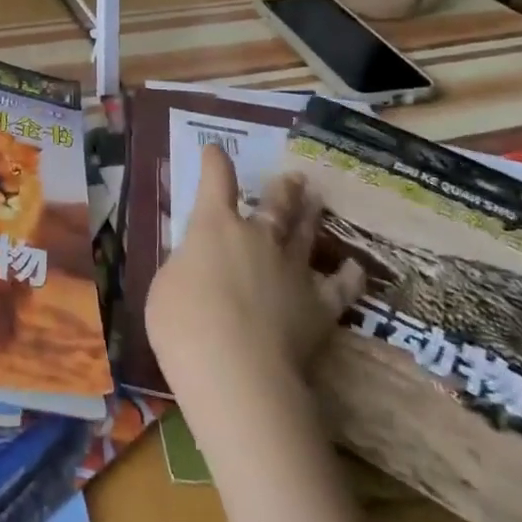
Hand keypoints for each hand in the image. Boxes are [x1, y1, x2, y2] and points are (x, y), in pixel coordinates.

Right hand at [146, 143, 362, 397]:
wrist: (237, 371)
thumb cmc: (184, 324)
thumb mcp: (165, 287)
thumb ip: (184, 267)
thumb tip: (197, 264)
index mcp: (214, 227)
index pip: (216, 182)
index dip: (216, 163)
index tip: (216, 149)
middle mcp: (257, 238)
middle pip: (274, 204)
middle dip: (282, 189)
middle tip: (293, 177)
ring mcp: (292, 269)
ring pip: (305, 232)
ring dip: (310, 214)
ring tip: (317, 199)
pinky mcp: (320, 305)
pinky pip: (340, 285)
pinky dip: (349, 276)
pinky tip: (355, 268)